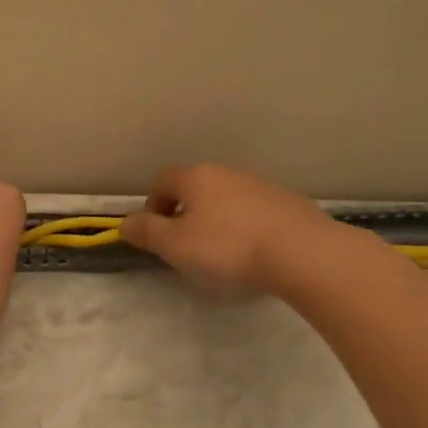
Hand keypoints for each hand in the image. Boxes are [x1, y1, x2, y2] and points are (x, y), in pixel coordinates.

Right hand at [120, 163, 348, 294]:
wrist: (303, 253)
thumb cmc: (228, 248)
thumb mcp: (174, 245)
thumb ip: (145, 232)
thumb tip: (124, 222)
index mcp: (196, 177)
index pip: (162, 181)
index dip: (152, 207)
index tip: (156, 235)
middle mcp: (226, 173)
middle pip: (194, 189)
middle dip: (184, 214)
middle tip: (185, 247)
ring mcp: (260, 185)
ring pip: (225, 200)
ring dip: (216, 221)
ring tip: (221, 254)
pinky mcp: (287, 203)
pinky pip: (253, 212)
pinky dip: (245, 227)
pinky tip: (253, 254)